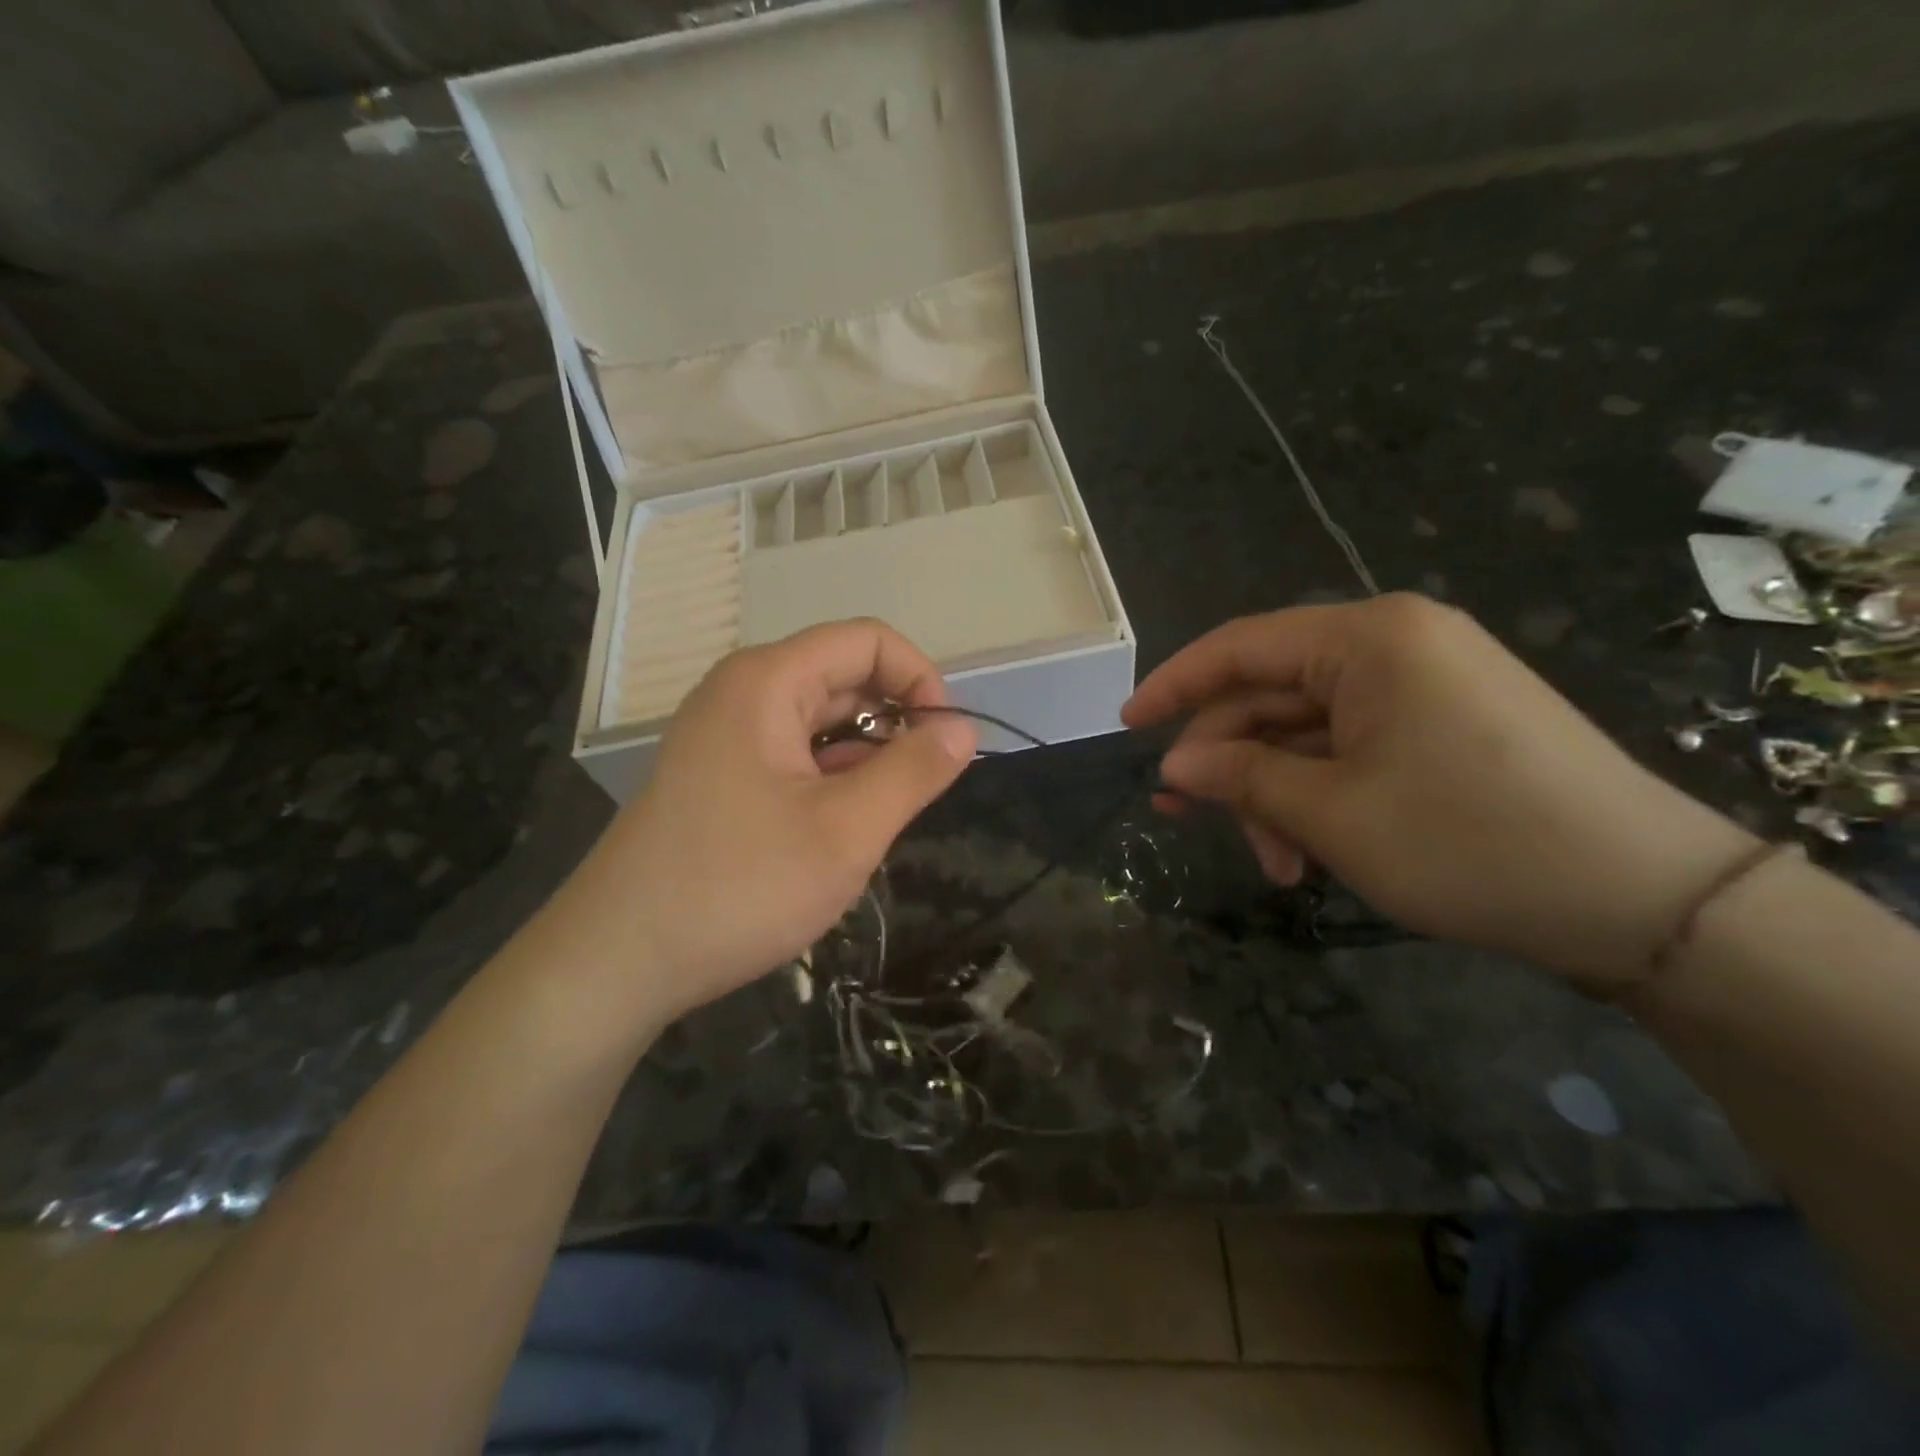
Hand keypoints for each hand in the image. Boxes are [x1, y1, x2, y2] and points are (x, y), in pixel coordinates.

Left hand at [564, 620, 976, 1025]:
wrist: (617, 960)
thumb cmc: (740, 886)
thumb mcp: (847, 830)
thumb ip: (913, 772)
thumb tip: (962, 728)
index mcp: (768, 681)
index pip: (866, 641)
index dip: (919, 679)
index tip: (947, 742)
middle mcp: (742, 693)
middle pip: (842, 678)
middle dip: (893, 725)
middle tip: (917, 794)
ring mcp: (724, 736)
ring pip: (819, 723)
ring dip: (863, 760)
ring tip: (878, 821)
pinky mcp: (717, 776)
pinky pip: (791, 756)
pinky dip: (829, 780)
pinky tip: (838, 831)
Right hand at [1124, 594, 1755, 984]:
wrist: (1647, 901)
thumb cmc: (1469, 840)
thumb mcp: (1333, 813)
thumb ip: (1240, 777)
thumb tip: (1173, 765)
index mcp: (1368, 640)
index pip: (1241, 647)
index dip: (1174, 686)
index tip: (1126, 727)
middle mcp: (1395, 646)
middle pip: (1272, 696)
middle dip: (1232, 765)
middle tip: (1189, 822)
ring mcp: (1424, 687)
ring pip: (1309, 733)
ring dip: (1276, 795)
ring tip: (1276, 866)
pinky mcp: (1444, 727)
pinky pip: (1351, 750)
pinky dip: (1319, 797)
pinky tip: (1311, 854)